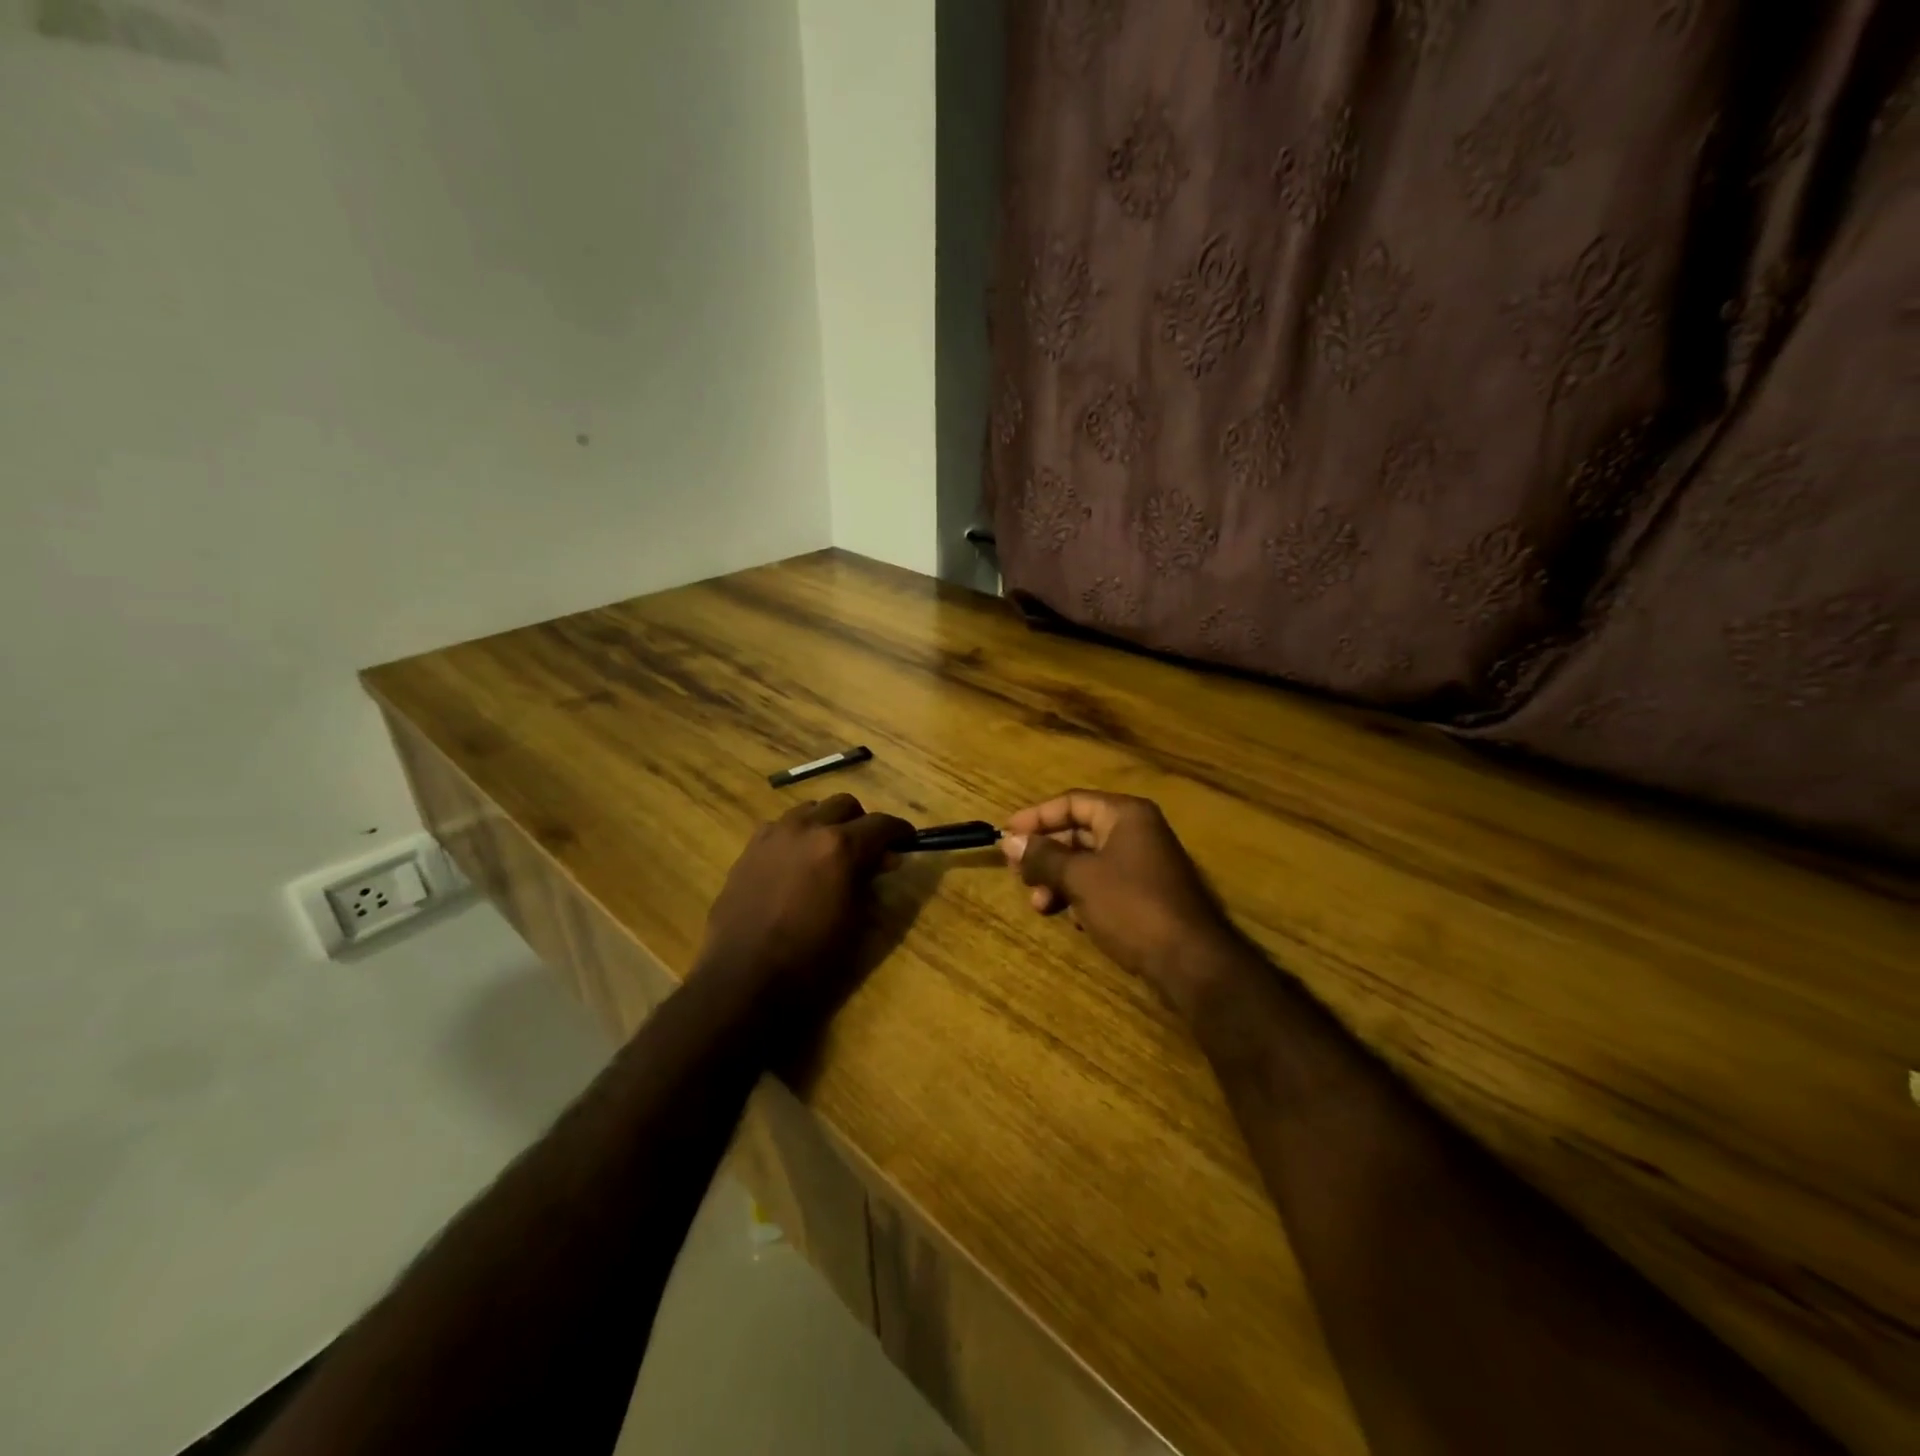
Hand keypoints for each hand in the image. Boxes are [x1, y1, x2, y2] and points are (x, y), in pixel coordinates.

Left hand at [694, 794, 911, 1030]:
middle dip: (862, 822)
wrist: (743, 979)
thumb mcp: (856, 922)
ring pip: (810, 809)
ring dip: (826, 823)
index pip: (882, 824)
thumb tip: (885, 860)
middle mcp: (807, 829)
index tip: (908, 841)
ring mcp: (774, 835)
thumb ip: (871, 882)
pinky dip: (796, 835)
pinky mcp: (749, 849)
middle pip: (844, 804)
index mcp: (840, 847)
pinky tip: (795, 862)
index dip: (900, 831)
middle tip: (868, 849)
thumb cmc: (810, 960)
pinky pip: (780, 827)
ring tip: (828, 852)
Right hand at [1001, 790, 1240, 1018]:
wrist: (1189, 961)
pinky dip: (1081, 896)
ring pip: (1087, 861)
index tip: (1005, 835)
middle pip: (1078, 832)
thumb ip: (1043, 856)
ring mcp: (1143, 863)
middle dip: (1046, 855)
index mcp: (1125, 815)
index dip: (1035, 817)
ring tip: (1040, 905)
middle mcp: (1136, 831)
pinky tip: (1071, 919)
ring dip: (1059, 879)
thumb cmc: (1131, 906)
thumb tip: (1009, 841)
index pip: (1071, 802)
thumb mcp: (1080, 878)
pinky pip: (1103, 884)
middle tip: (1017, 875)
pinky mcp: (1145, 894)